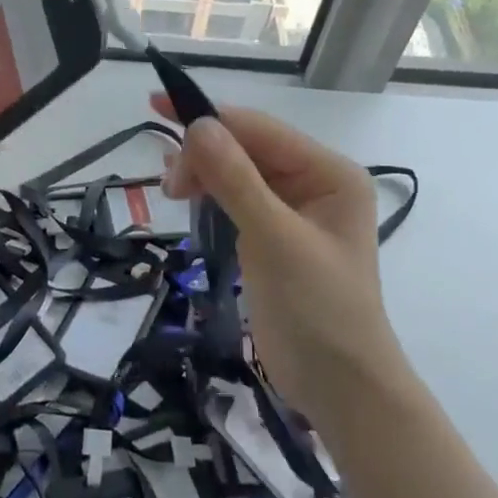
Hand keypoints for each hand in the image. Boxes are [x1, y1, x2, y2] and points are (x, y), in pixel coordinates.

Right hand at [155, 94, 408, 422]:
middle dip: (205, 153)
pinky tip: (189, 198)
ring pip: (237, 171)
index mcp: (329, 173)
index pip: (262, 131)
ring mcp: (292, 209)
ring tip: (174, 192)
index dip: (211, 118)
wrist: (339, 386)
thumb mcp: (276, 240)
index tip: (158, 110)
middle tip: (170, 184)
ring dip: (204, 173)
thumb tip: (196, 125)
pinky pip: (236, 198)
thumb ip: (237, 181)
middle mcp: (314, 182)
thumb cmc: (318, 311)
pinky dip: (211, 194)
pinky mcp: (272, 234)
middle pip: (248, 148)